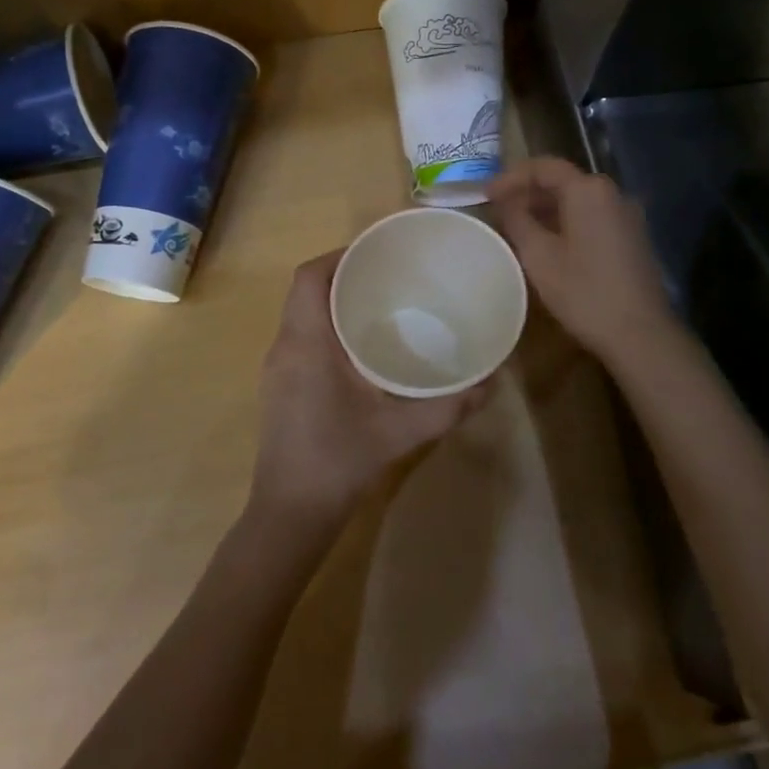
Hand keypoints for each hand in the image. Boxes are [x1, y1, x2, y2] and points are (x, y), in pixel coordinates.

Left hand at [249, 251, 487, 536]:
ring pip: (302, 314)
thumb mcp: (400, 432)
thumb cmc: (338, 462)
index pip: (309, 277)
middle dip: (343, 274)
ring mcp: (278, 368)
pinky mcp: (280, 386)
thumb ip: (448, 406)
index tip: (377, 253)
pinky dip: (328, 327)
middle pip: (306, 290)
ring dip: (334, 300)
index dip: (339, 255)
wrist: (289, 515)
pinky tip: (362, 348)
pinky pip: (302, 337)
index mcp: (306, 343)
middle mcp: (285, 346)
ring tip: (381, 303)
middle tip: (389, 275)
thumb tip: (491, 382)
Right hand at [489, 157, 678, 363]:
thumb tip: (505, 201)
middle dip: (528, 192)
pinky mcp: (632, 237)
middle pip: (563, 180)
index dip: (510, 177)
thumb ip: (517, 220)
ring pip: (578, 200)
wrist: (640, 333)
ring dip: (546, 208)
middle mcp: (612, 193)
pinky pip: (592, 217)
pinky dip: (566, 221)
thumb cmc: (583, 291)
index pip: (543, 167)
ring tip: (517, 226)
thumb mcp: (538, 255)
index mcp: (588, 190)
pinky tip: (548, 243)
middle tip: (498, 209)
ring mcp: (627, 215)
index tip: (486, 194)